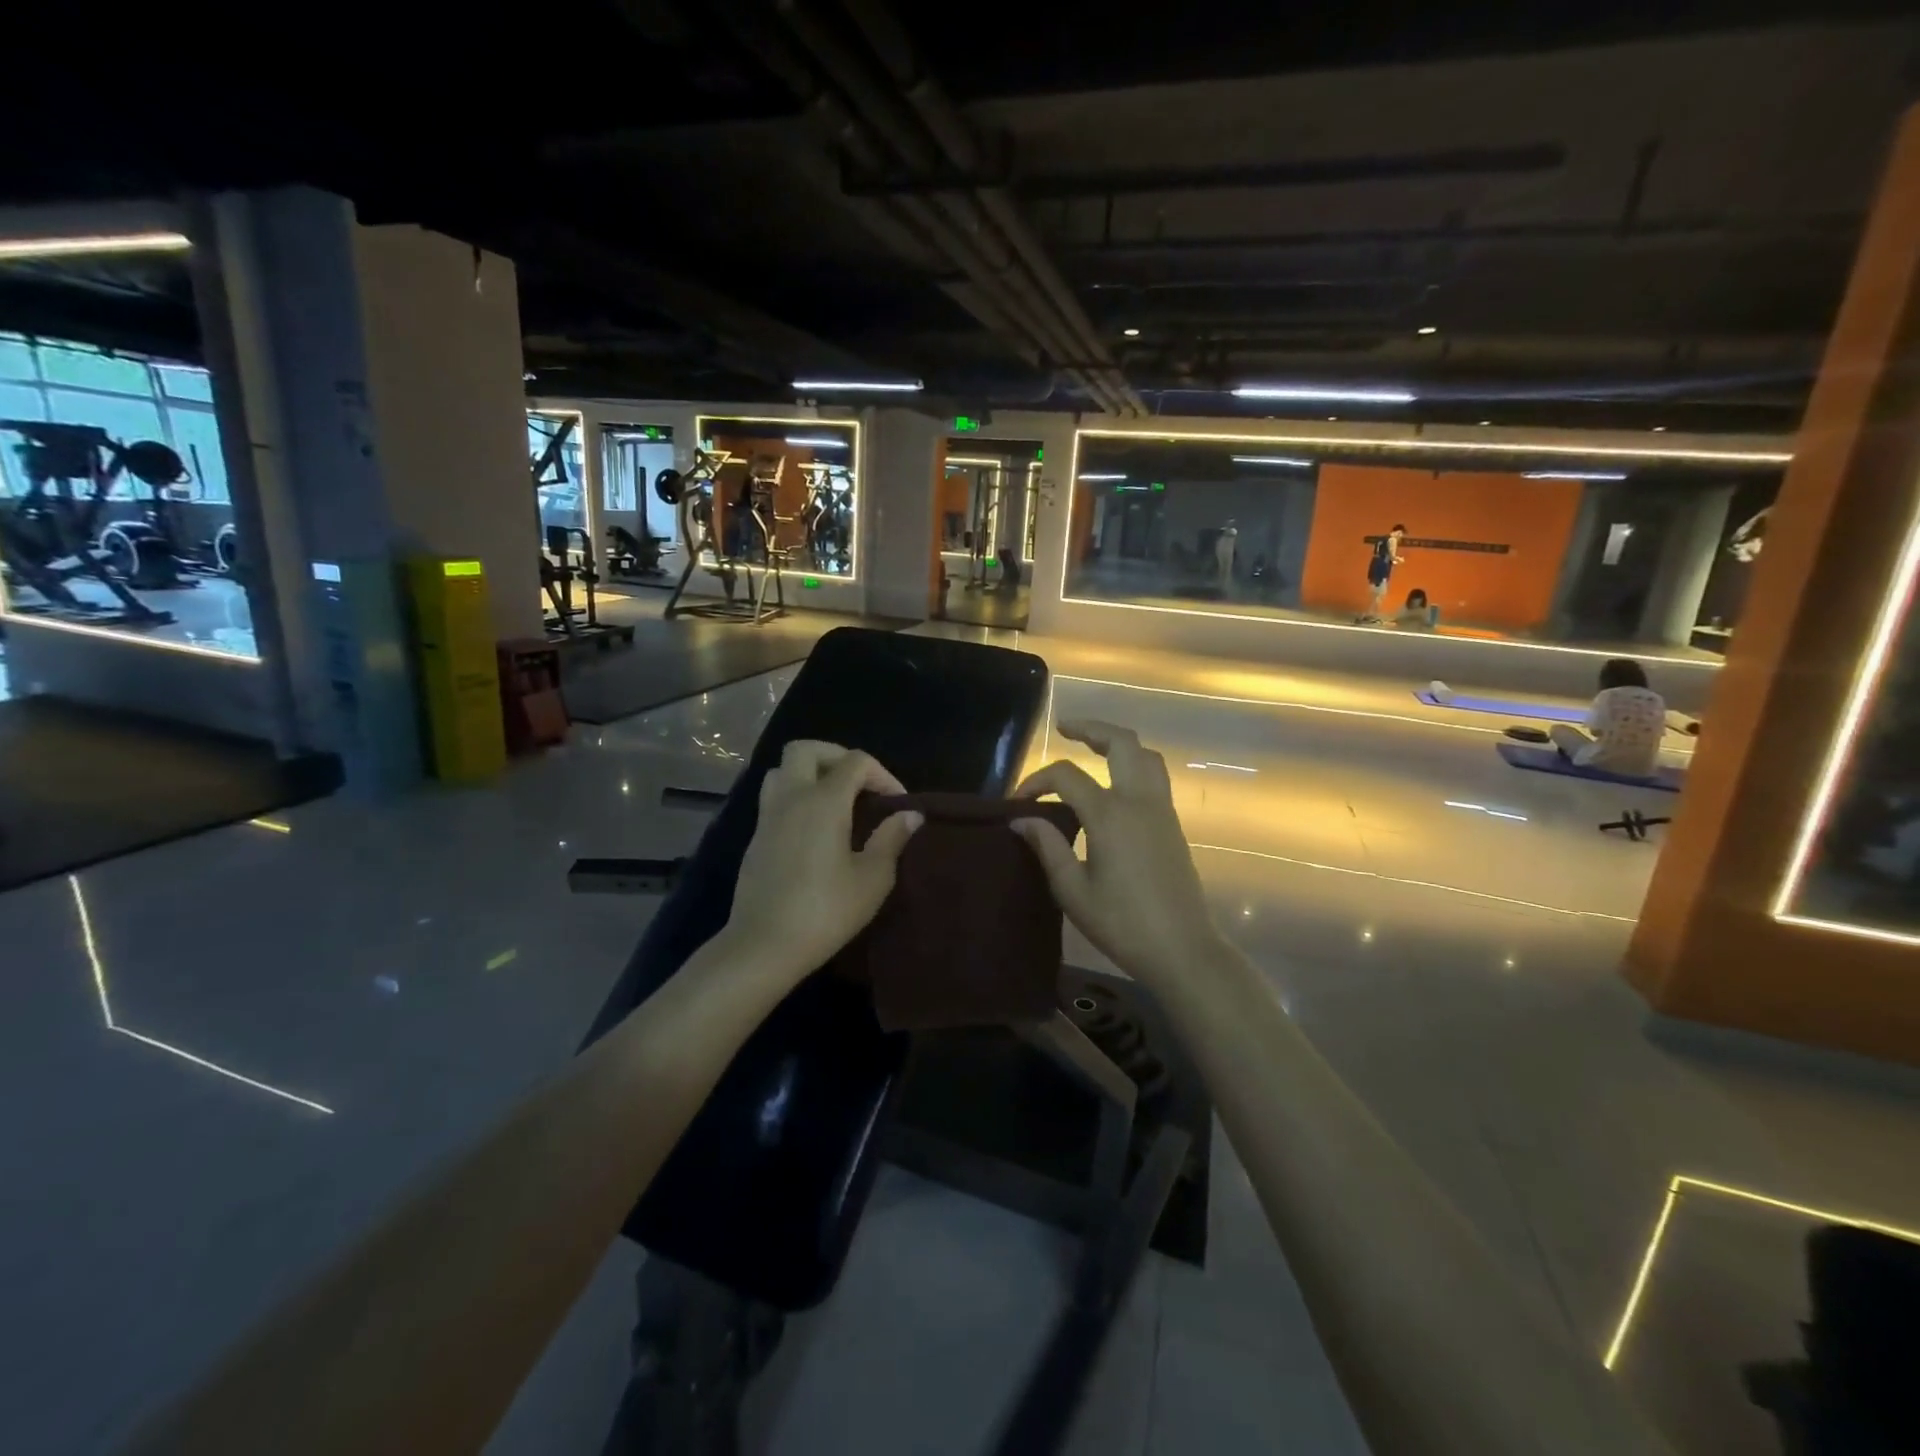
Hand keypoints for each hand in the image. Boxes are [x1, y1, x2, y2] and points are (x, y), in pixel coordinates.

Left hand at [722, 741, 922, 983]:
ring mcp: (767, 816)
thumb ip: (891, 839)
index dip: (882, 774)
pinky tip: (814, 830)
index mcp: (824, 801)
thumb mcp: (872, 879)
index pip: (855, 761)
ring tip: (834, 801)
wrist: (763, 945)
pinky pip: (774, 798)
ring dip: (809, 774)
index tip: (897, 804)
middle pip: (806, 749)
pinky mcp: (755, 838)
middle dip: (836, 757)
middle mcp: (791, 797)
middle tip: (859, 784)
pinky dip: (795, 798)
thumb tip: (910, 815)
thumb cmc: (825, 911)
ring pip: (782, 771)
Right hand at [1013, 719, 1219, 988]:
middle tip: (1064, 728)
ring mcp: (1161, 810)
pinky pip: (1154, 776)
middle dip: (1091, 728)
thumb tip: (1022, 820)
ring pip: (1145, 755)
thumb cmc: (1122, 923)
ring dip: (1118, 742)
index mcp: (1110, 814)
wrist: (1182, 948)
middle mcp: (1139, 801)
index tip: (1017, 802)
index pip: (1067, 776)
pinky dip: (1133, 764)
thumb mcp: (1073, 890)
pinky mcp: (1173, 824)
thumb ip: (1047, 848)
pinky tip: (1114, 782)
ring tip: (1093, 746)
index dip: (1037, 781)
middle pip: (1120, 742)